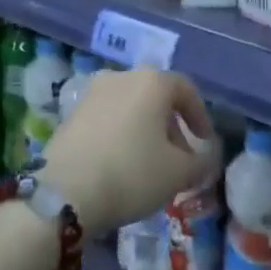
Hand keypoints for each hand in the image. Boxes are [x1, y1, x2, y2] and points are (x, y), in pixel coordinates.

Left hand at [41, 67, 219, 235]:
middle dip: (171, 125)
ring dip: (144, 129)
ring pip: (130, 106)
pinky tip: (121, 163)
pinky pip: (107, 117)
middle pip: (155, 96)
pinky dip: (120, 133)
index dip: (199, 116)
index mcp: (152, 82)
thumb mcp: (178, 173)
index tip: (204, 142)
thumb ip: (201, 162)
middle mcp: (122, 77)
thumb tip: (206, 156)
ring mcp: (92, 93)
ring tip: (150, 164)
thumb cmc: (131, 174)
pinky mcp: (71, 113)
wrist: (64, 192)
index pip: (185, 89)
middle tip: (179, 157)